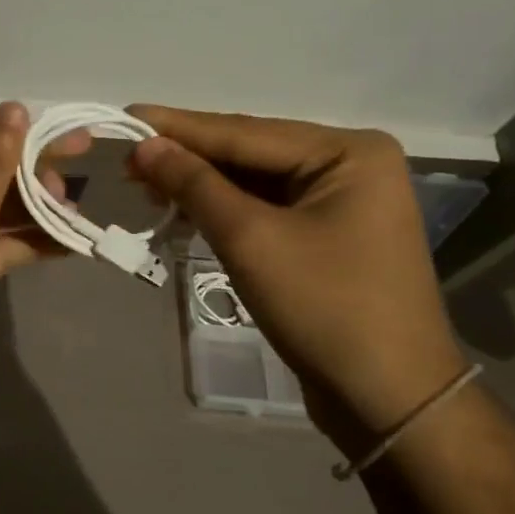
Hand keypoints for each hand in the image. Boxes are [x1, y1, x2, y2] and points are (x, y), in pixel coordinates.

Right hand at [128, 107, 466, 454]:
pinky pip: (264, 207)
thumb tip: (144, 146)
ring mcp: (341, 200)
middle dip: (187, 157)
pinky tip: (183, 207)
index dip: (179, 128)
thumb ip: (195, 185)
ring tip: (143, 181)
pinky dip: (222, 208)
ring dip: (200, 184)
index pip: (245, 131)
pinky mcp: (327, 233)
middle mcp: (349, 164)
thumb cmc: (325, 308)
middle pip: (250, 152)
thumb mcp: (250, 239)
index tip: (126, 114)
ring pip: (253, 180)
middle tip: (126, 155)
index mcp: (348, 152)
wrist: (388, 399)